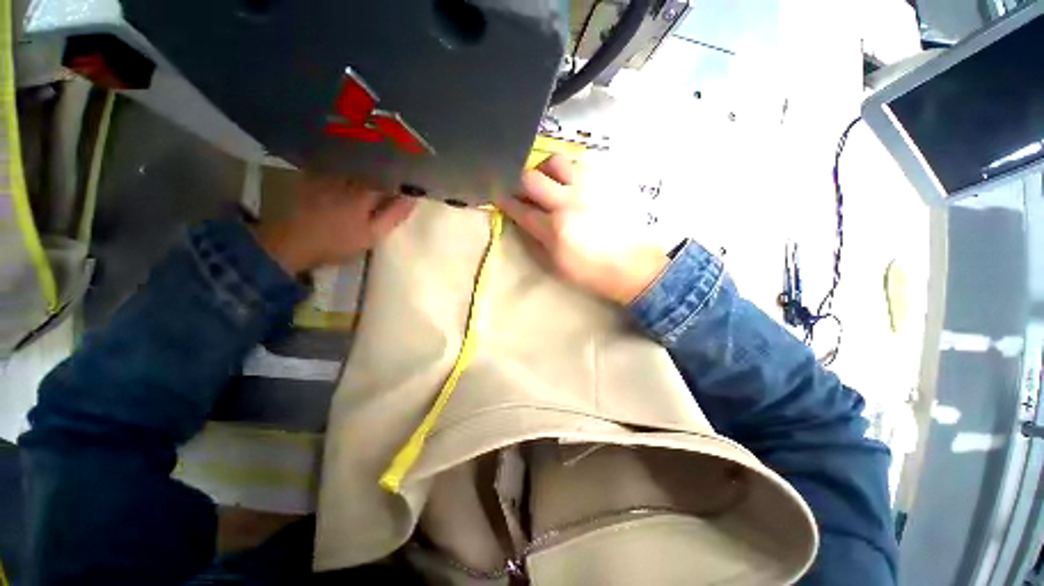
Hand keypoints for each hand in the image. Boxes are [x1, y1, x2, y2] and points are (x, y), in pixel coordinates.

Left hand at [255, 175, 415, 274]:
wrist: (290, 243)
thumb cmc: (337, 242)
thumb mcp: (372, 235)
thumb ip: (394, 215)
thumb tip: (413, 198)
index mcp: (365, 190)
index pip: (393, 178)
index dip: (405, 182)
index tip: (413, 187)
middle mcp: (348, 175)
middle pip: (375, 168)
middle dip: (389, 172)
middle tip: (399, 180)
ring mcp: (329, 173)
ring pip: (357, 165)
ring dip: (371, 168)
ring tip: (379, 176)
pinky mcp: (314, 175)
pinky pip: (338, 165)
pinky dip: (350, 168)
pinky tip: (353, 176)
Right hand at [497, 155, 667, 304]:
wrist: (634, 266)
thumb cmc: (592, 273)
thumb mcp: (556, 266)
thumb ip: (535, 241)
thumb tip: (521, 221)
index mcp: (555, 229)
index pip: (520, 208)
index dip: (504, 201)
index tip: (497, 196)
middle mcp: (568, 202)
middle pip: (531, 178)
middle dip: (518, 181)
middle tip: (520, 189)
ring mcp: (589, 188)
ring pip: (556, 161)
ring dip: (543, 170)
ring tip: (546, 182)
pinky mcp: (605, 182)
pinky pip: (579, 164)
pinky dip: (567, 171)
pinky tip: (569, 184)